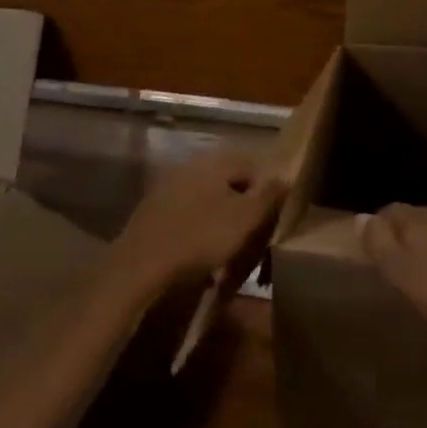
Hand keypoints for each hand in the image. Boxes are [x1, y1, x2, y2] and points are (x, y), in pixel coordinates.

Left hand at [112, 148, 287, 299]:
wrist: (141, 265)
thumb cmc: (201, 237)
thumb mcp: (245, 219)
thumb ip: (268, 196)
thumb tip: (285, 177)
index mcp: (214, 162)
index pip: (252, 166)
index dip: (268, 192)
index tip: (272, 220)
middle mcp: (190, 166)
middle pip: (228, 183)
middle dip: (243, 207)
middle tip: (253, 237)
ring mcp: (168, 187)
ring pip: (207, 200)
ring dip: (221, 221)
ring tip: (229, 251)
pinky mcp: (153, 211)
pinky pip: (187, 216)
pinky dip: (199, 231)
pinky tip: (202, 254)